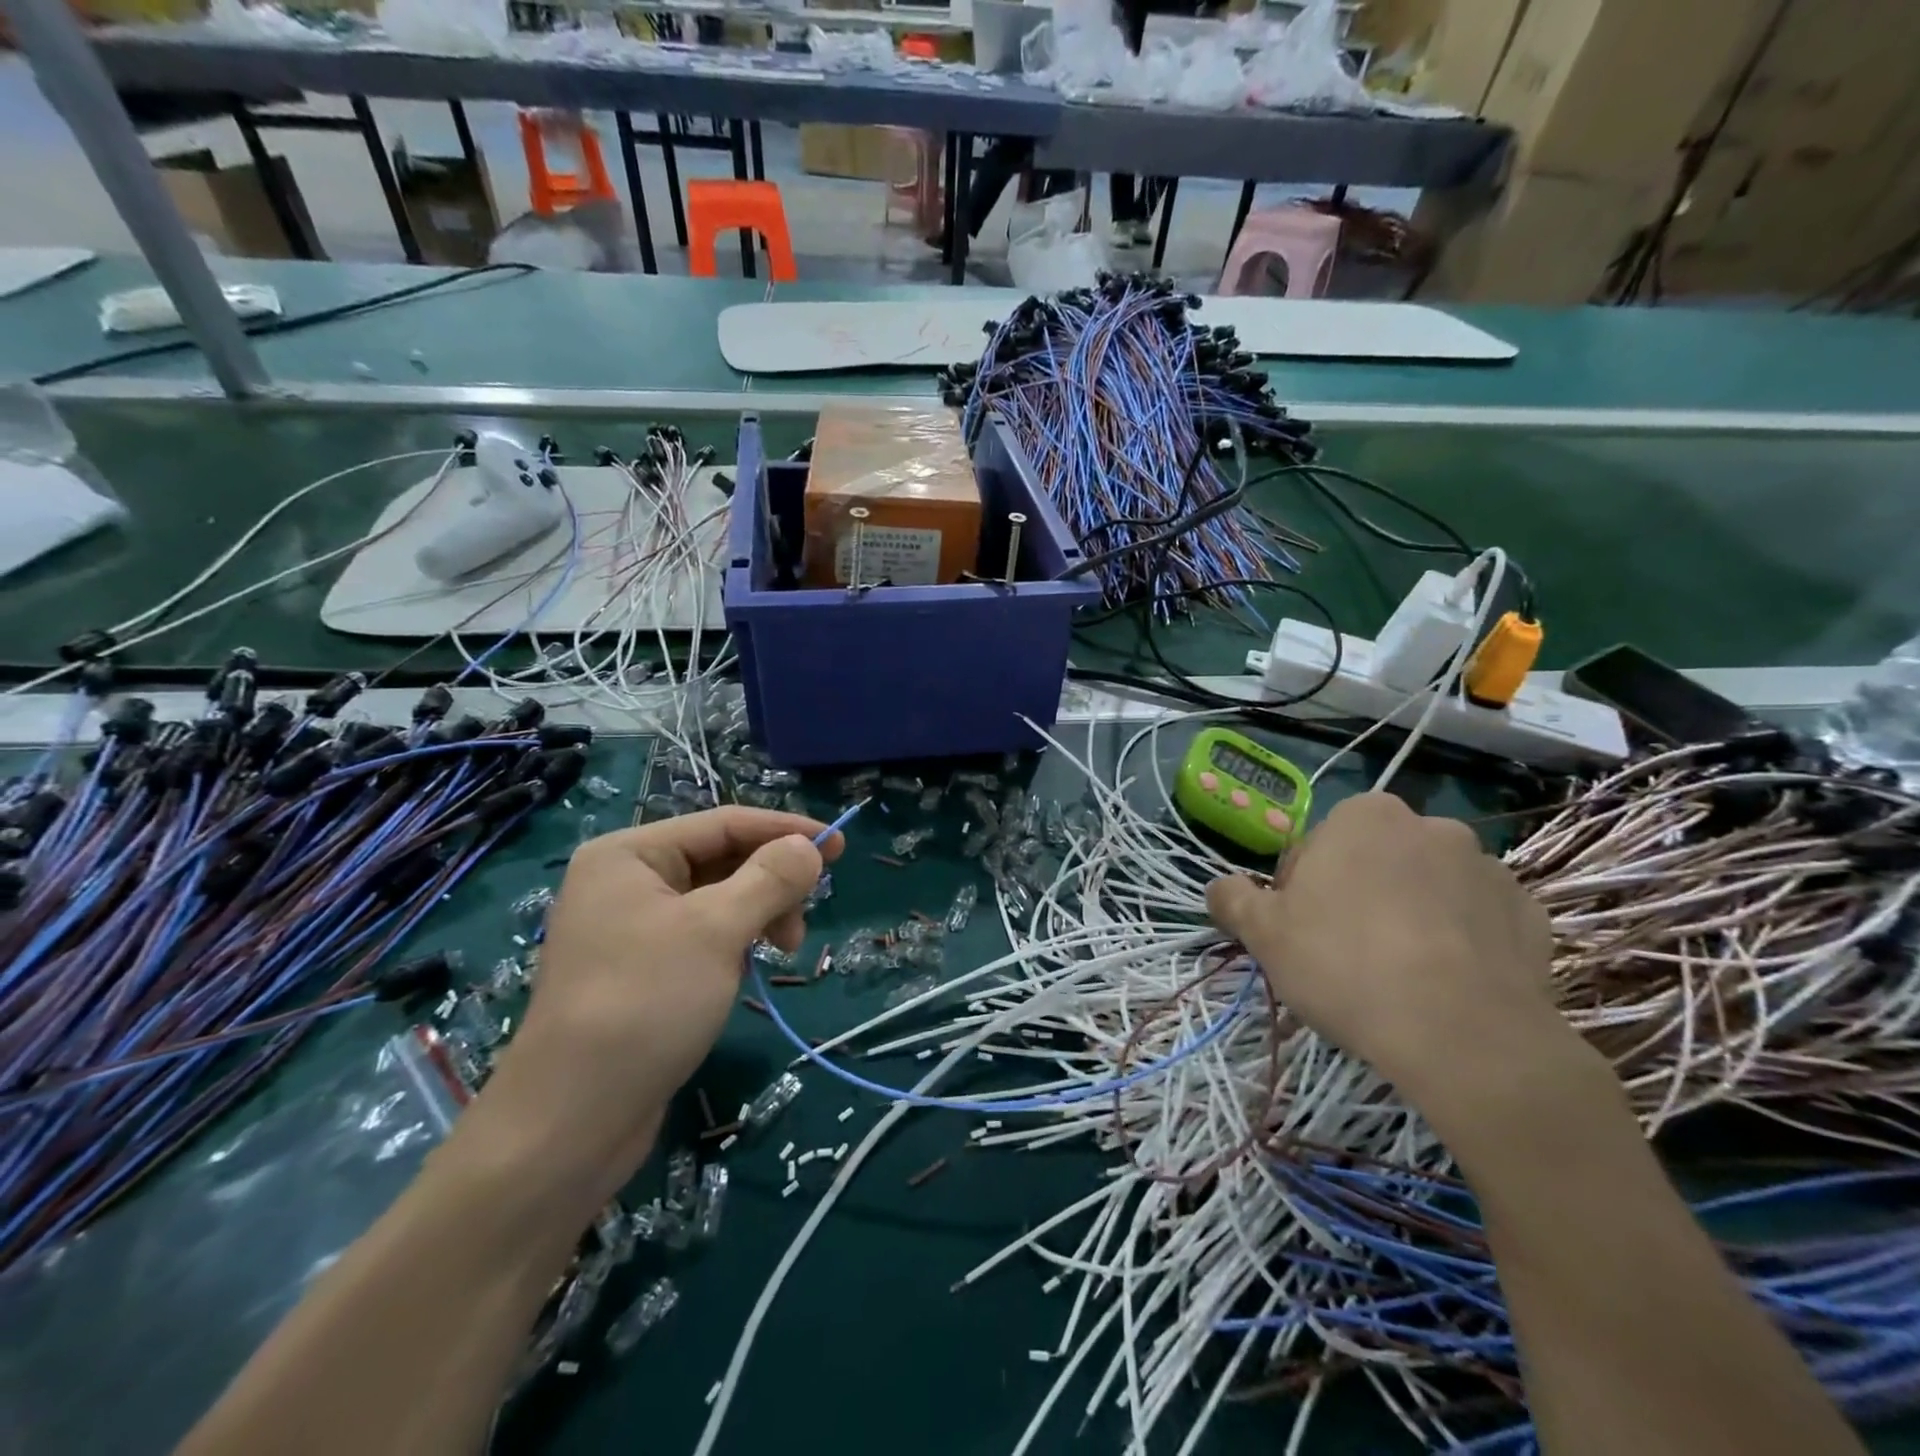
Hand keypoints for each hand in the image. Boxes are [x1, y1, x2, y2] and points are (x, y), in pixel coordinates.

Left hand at [457, 808, 839, 1207]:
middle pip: (721, 860)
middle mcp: (626, 881)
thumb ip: (770, 878)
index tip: (839, 845)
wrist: (571, 1122)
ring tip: (783, 951)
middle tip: (803, 920)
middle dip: (770, 883)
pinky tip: (745, 972)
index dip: (785, 830)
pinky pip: (701, 935)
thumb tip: (809, 845)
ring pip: (716, 900)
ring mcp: (629, 927)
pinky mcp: (640, 970)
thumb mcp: (717, 931)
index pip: (724, 823)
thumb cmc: (645, 1004)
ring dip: (757, 916)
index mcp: (630, 854)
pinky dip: (734, 943)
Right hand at [1206, 793, 1565, 1117]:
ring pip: (1428, 888)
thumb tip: (1219, 887)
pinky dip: (1460, 940)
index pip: (1316, 847)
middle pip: (1375, 862)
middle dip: (1358, 896)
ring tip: (1401, 975)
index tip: (1302, 932)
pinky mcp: (1530, 914)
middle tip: (1346, 953)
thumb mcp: (1263, 933)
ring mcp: (1487, 869)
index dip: (1301, 890)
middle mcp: (1430, 826)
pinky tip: (1446, 983)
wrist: (1462, 1035)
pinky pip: (1478, 919)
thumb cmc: (1345, 964)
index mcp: (1363, 817)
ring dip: (1411, 915)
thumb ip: (1232, 898)